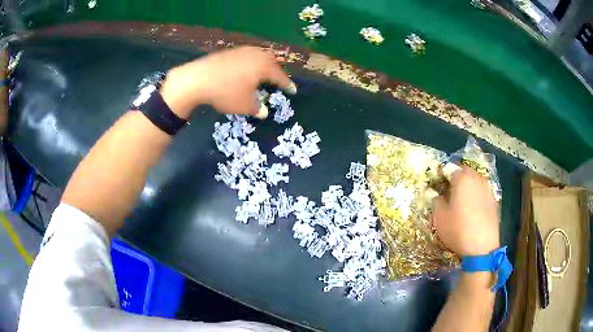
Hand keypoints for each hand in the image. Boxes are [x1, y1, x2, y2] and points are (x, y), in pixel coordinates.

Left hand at [159, 46, 294, 118]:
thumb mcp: (244, 106)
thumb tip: (264, 112)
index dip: (287, 84)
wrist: (198, 79)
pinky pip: (247, 55)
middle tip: (279, 79)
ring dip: (264, 64)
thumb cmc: (226, 92)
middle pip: (272, 61)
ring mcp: (242, 51)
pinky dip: (251, 62)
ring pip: (259, 55)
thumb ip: (257, 109)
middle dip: (277, 71)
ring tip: (263, 72)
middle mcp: (256, 55)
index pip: (280, 76)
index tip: (293, 90)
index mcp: (264, 66)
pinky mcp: (229, 52)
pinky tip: (245, 69)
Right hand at [431, 166, 499, 255]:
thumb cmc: (458, 229)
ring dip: (467, 184)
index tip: (436, 183)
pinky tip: (472, 207)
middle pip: (464, 171)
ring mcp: (487, 189)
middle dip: (456, 176)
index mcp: (462, 179)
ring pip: (475, 180)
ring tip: (461, 198)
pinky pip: (482, 190)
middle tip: (448, 189)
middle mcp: (476, 179)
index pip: (449, 168)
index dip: (441, 174)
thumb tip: (433, 193)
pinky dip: (476, 194)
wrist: (482, 246)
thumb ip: (435, 201)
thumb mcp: (440, 217)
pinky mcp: (493, 200)